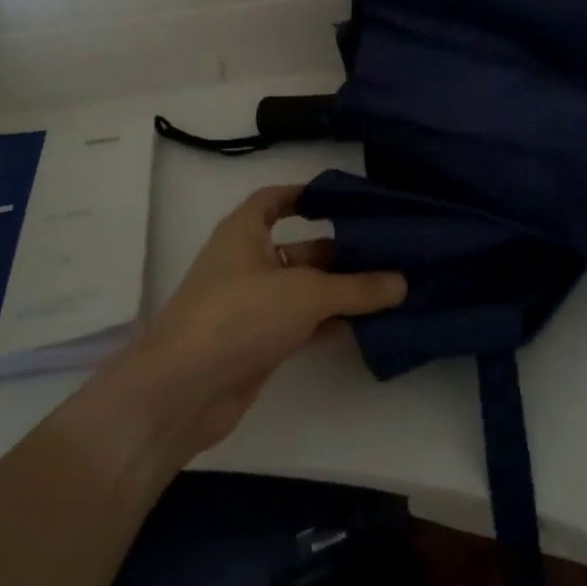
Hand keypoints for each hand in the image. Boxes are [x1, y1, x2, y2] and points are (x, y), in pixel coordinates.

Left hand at [111, 185, 406, 462]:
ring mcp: (251, 306)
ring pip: (302, 289)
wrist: (184, 390)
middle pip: (298, 248)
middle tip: (386, 250)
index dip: (304, 195)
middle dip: (338, 250)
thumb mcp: (307, 293)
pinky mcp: (257, 343)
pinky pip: (300, 323)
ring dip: (338, 290)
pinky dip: (328, 322)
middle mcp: (246, 263)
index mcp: (244, 232)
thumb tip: (402, 282)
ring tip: (388, 286)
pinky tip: (365, 323)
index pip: (273, 200)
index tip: (342, 199)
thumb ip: (357, 288)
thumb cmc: (240, 314)